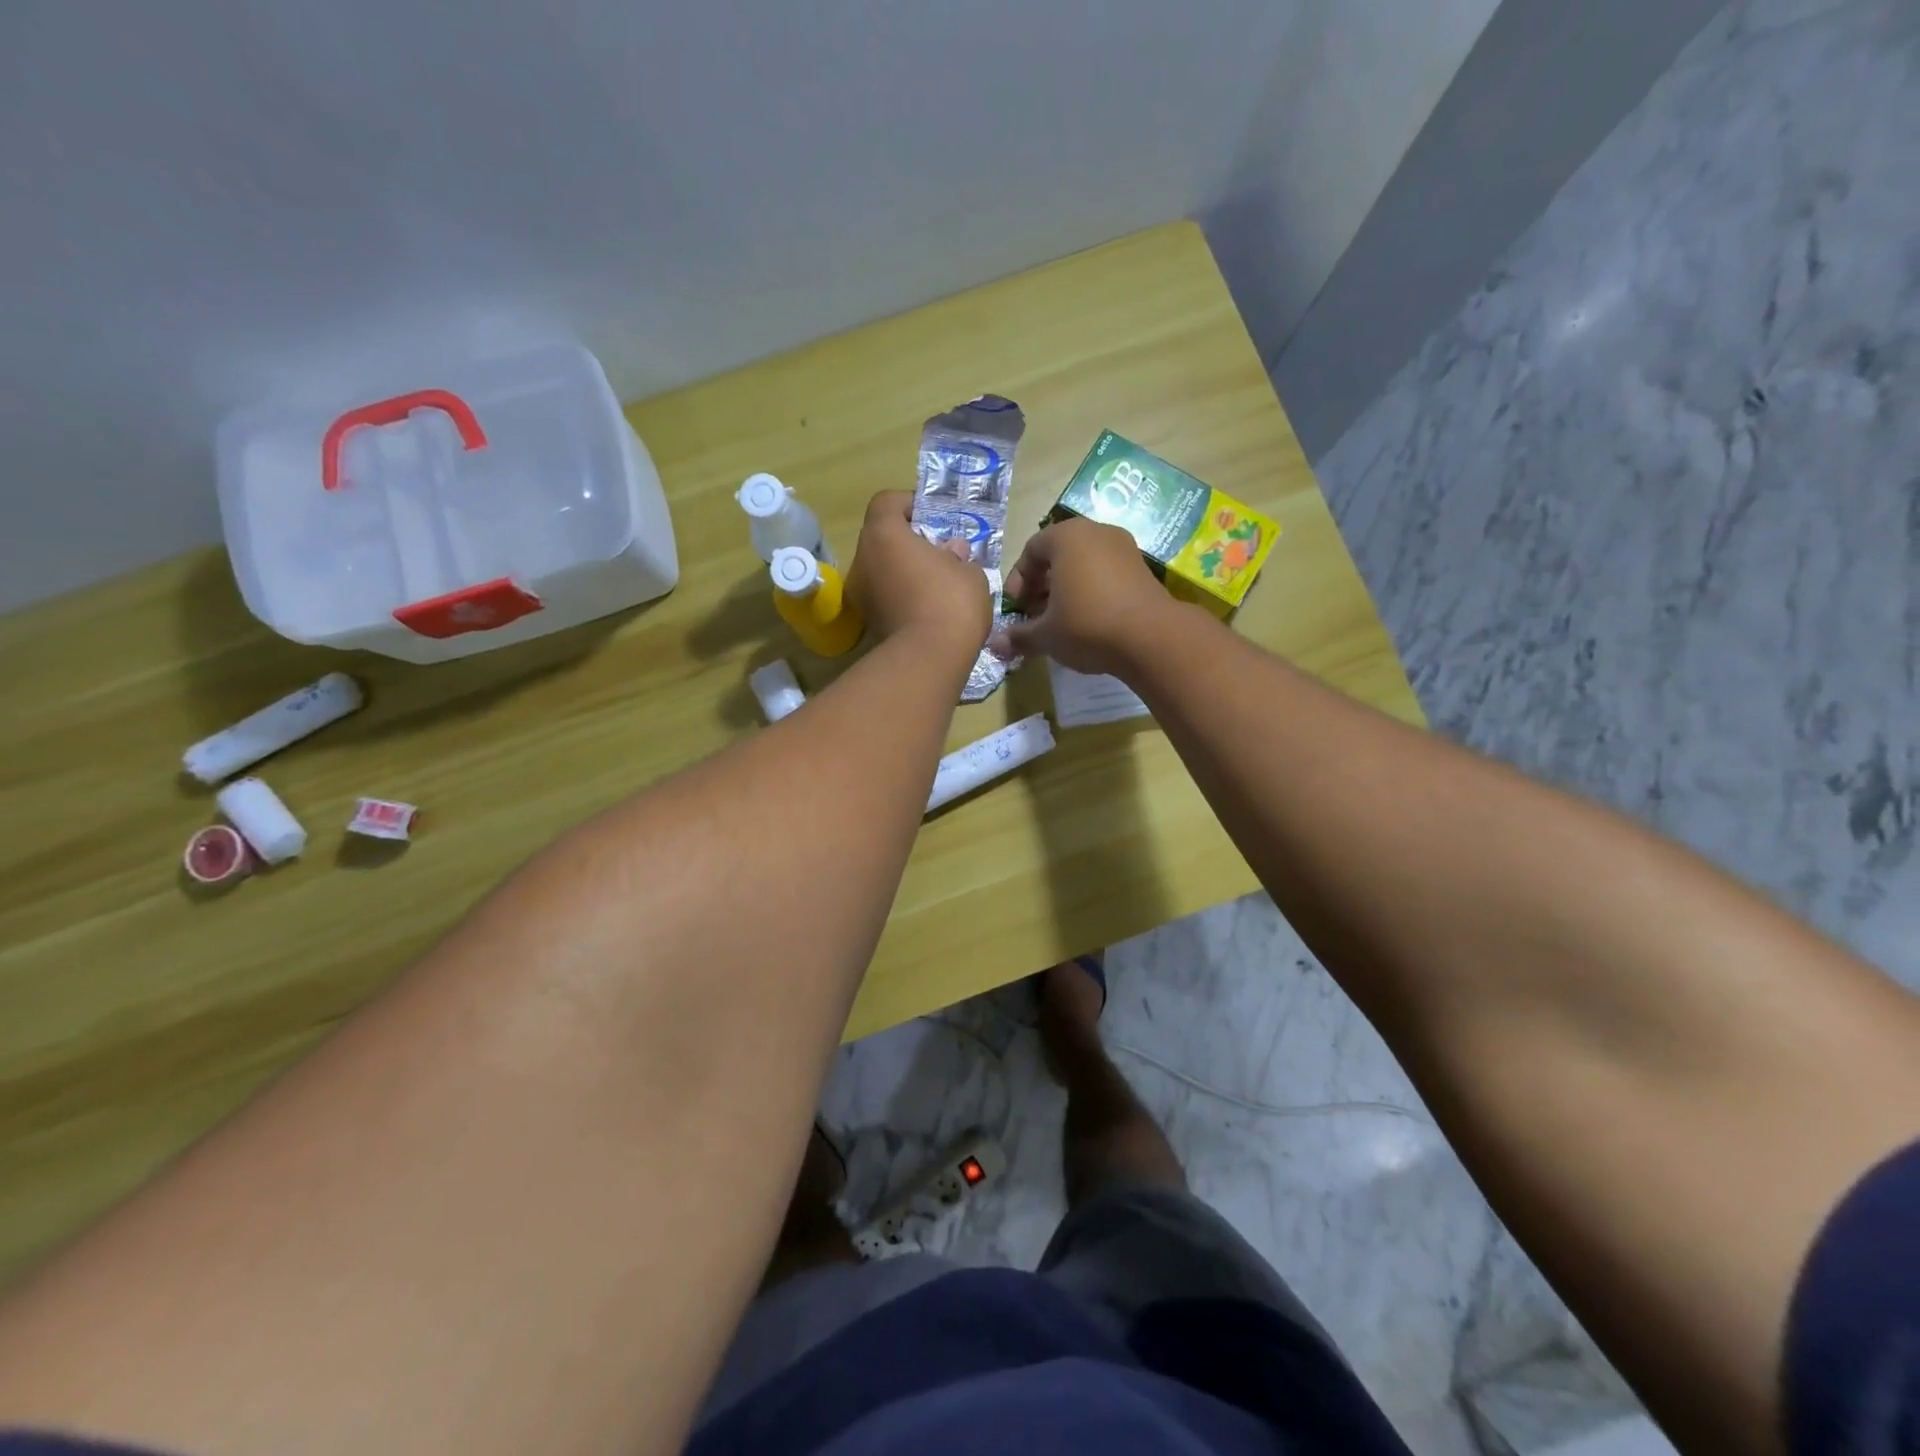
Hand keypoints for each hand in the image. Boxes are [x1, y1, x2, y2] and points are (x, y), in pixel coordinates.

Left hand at [847, 491, 991, 659]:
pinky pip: (884, 595)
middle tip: (939, 552)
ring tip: (936, 582)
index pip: (886, 502)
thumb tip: (952, 552)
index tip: (933, 519)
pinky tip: (928, 606)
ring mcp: (860, 594)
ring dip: (904, 570)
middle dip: (908, 541)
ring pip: (882, 568)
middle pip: (882, 537)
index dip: (909, 504)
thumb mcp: (968, 572)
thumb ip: (958, 556)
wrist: (929, 660)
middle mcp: (862, 560)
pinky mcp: (867, 622)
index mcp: (883, 535)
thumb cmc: (950, 601)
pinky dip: (901, 594)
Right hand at [992, 518, 1169, 675]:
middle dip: (1042, 585)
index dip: (1018, 580)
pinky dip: (1091, 591)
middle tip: (1035, 615)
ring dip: (1066, 589)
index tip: (1016, 608)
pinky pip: (1106, 573)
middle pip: (1058, 555)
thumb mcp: (1046, 635)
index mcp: (1066, 536)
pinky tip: (1088, 620)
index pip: (1031, 550)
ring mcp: (1123, 547)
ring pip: (1083, 564)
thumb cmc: (1087, 625)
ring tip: (1060, 621)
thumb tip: (996, 644)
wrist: (1151, 637)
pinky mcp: (1142, 567)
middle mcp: (1095, 531)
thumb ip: (1019, 636)